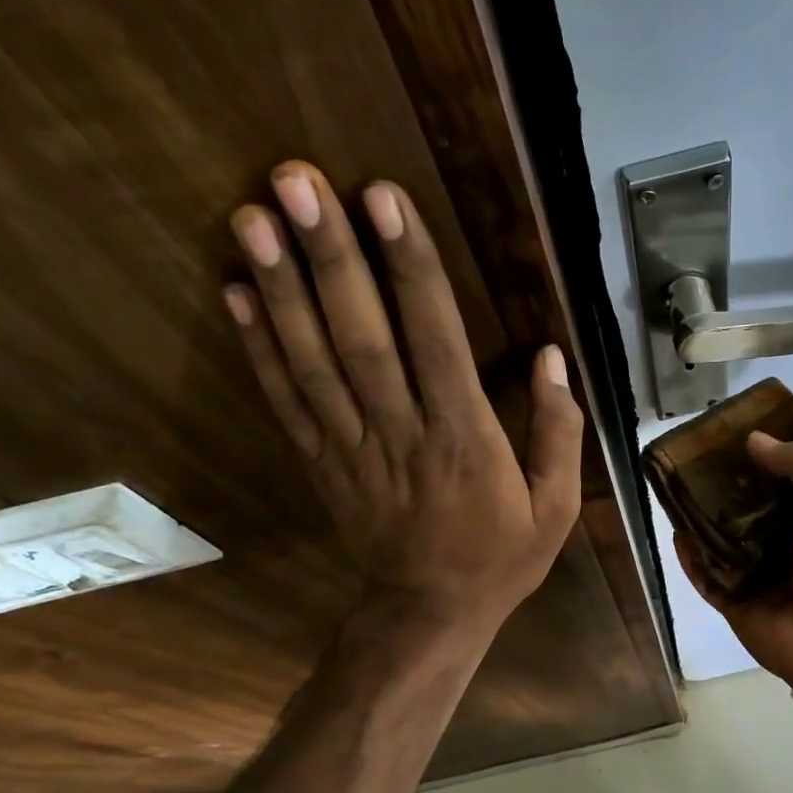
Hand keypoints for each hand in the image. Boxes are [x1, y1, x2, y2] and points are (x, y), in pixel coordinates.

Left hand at [226, 161, 583, 636]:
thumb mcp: (555, 508)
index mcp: (465, 440)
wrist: (430, 613)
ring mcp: (352, 449)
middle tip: (296, 180)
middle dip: (329, 257)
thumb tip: (551, 357)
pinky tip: (235, 293)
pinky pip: (287, 403)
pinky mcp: (322, 463)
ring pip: (314, 362)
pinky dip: (258, 348)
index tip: (383, 200)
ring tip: (252, 216)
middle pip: (362, 338)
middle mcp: (402, 434)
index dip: (409, 268)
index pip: (435, 341)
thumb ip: (557, 432)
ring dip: (281, 289)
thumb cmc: (500, 558)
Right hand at [674, 432, 792, 681]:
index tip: (734, 429)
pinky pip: (704, 573)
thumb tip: (754, 440)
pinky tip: (675, 530)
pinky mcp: (732, 598)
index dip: (764, 451)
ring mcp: (755, 570)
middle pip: (746, 502)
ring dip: (700, 513)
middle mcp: (783, 537)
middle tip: (695, 454)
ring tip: (676, 483)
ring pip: (720, 534)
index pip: (785, 474)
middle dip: (723, 480)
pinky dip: (690, 555)